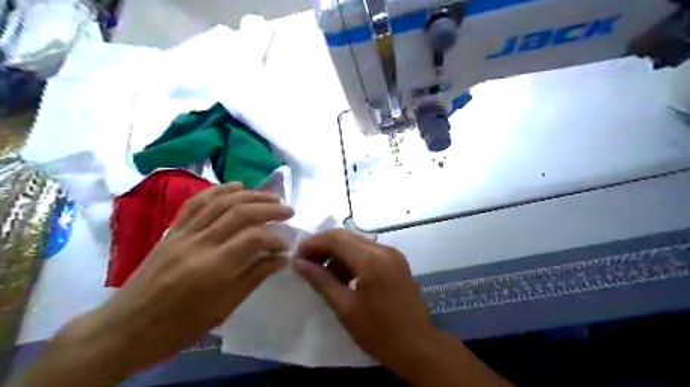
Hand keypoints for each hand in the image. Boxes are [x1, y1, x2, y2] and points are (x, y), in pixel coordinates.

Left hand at [62, 183, 293, 376]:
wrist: (124, 329)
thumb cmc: (178, 327)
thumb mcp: (223, 309)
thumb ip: (254, 277)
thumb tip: (281, 259)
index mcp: (213, 268)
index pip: (254, 238)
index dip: (275, 238)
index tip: (286, 246)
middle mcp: (198, 243)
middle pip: (240, 212)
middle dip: (269, 208)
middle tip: (288, 211)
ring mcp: (182, 234)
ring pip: (221, 202)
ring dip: (250, 195)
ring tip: (270, 197)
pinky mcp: (172, 230)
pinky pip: (196, 203)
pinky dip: (219, 191)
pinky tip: (235, 186)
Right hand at [292, 230, 432, 371]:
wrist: (419, 347)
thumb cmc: (379, 333)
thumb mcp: (345, 308)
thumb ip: (320, 281)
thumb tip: (298, 264)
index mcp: (371, 260)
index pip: (335, 239)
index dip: (313, 244)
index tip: (297, 257)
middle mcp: (383, 250)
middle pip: (346, 237)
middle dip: (323, 247)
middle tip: (306, 263)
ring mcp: (393, 254)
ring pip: (357, 243)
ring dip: (337, 254)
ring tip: (322, 273)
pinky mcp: (396, 262)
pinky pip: (368, 252)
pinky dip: (352, 260)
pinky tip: (343, 277)